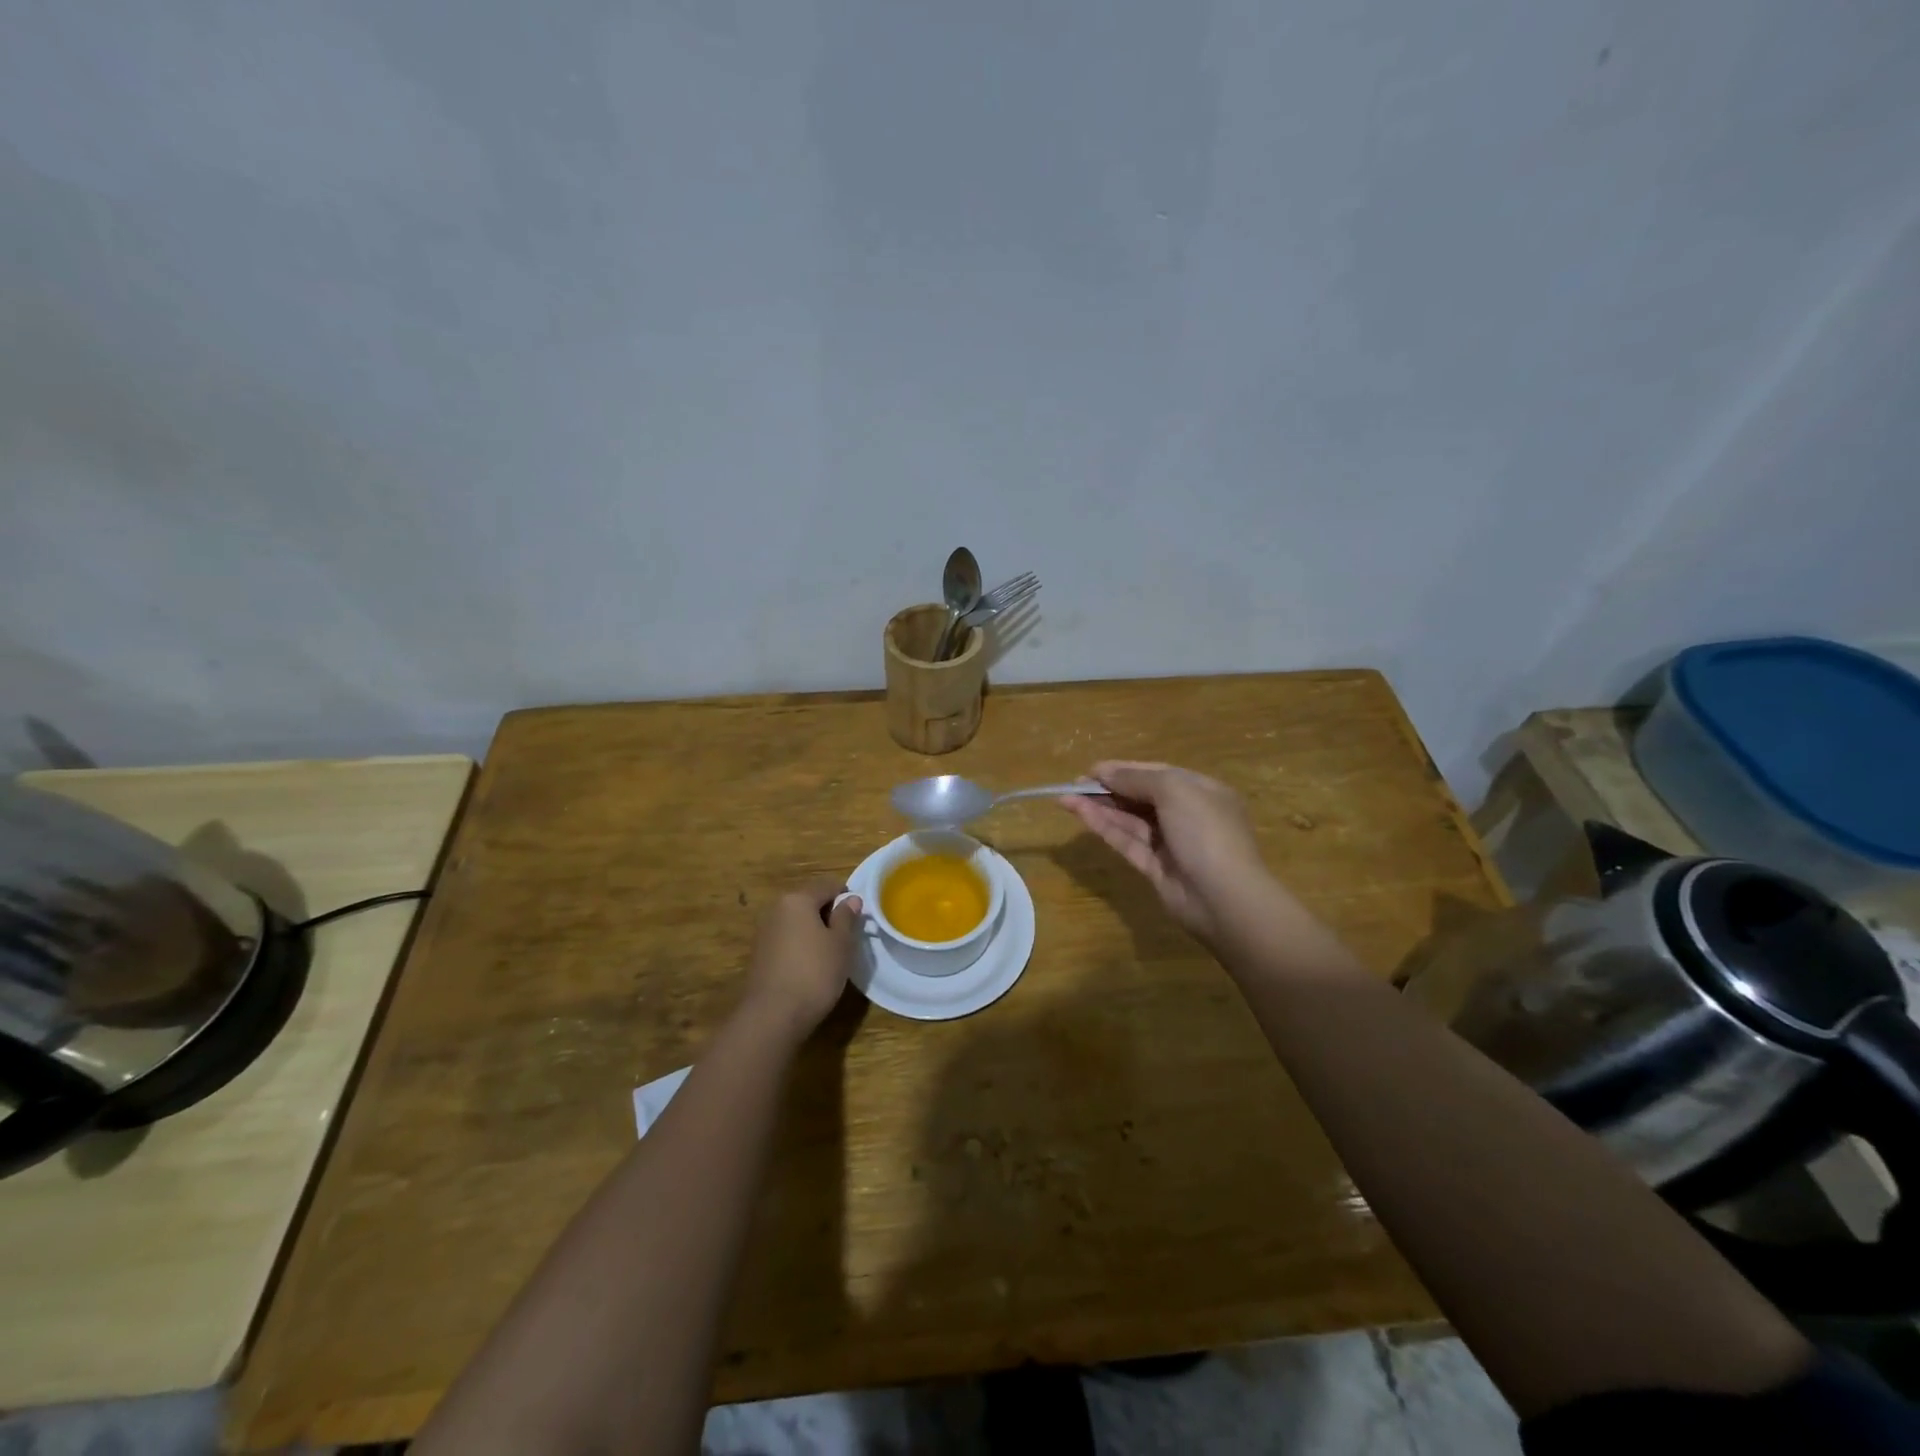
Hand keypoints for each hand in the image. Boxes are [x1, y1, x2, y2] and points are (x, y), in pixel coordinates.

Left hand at [739, 875, 862, 1037]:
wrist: (773, 1016)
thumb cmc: (814, 973)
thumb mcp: (841, 943)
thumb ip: (846, 917)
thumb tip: (851, 899)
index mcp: (797, 899)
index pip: (828, 885)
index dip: (847, 897)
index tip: (859, 918)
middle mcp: (776, 909)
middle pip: (809, 901)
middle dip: (829, 914)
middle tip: (847, 937)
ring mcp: (764, 931)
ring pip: (797, 921)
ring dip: (814, 930)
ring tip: (831, 953)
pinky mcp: (759, 954)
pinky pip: (787, 939)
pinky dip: (801, 945)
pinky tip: (811, 966)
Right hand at [1059, 761, 1268, 944]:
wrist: (1224, 897)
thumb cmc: (1205, 831)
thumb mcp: (1174, 790)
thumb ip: (1136, 778)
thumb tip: (1105, 771)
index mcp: (1200, 791)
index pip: (1157, 774)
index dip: (1123, 769)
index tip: (1091, 770)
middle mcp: (1186, 814)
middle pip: (1141, 796)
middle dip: (1108, 788)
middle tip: (1073, 784)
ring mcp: (1170, 843)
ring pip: (1129, 820)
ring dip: (1099, 807)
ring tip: (1065, 797)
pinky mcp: (1154, 868)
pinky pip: (1126, 841)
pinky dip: (1104, 827)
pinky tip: (1080, 814)